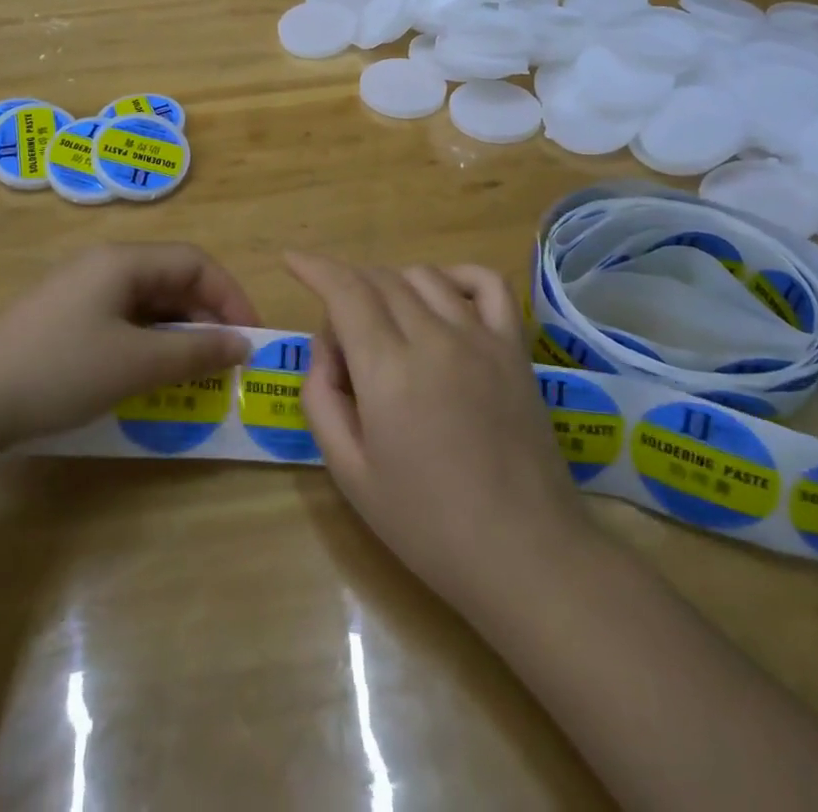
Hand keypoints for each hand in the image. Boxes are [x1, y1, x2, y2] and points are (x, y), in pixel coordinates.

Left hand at [0, 243, 260, 455]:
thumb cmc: (59, 372)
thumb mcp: (135, 365)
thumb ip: (195, 352)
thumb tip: (242, 344)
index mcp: (122, 261)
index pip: (195, 263)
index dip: (230, 296)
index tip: (250, 339)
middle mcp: (102, 265)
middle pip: (171, 279)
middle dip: (206, 317)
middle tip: (227, 361)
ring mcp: (79, 291)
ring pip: (147, 302)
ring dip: (178, 333)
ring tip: (195, 372)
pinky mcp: (62, 319)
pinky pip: (122, 320)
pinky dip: (147, 342)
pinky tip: (151, 374)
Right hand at [288, 253, 584, 615]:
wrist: (525, 556)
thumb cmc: (427, 525)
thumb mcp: (350, 473)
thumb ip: (322, 398)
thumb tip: (326, 346)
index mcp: (387, 370)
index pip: (344, 291)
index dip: (314, 268)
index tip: (292, 261)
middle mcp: (433, 338)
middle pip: (379, 280)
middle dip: (346, 287)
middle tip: (342, 338)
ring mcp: (480, 337)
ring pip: (423, 276)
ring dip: (390, 284)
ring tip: (385, 324)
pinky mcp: (513, 347)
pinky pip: (486, 283)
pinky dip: (456, 275)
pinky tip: (443, 294)